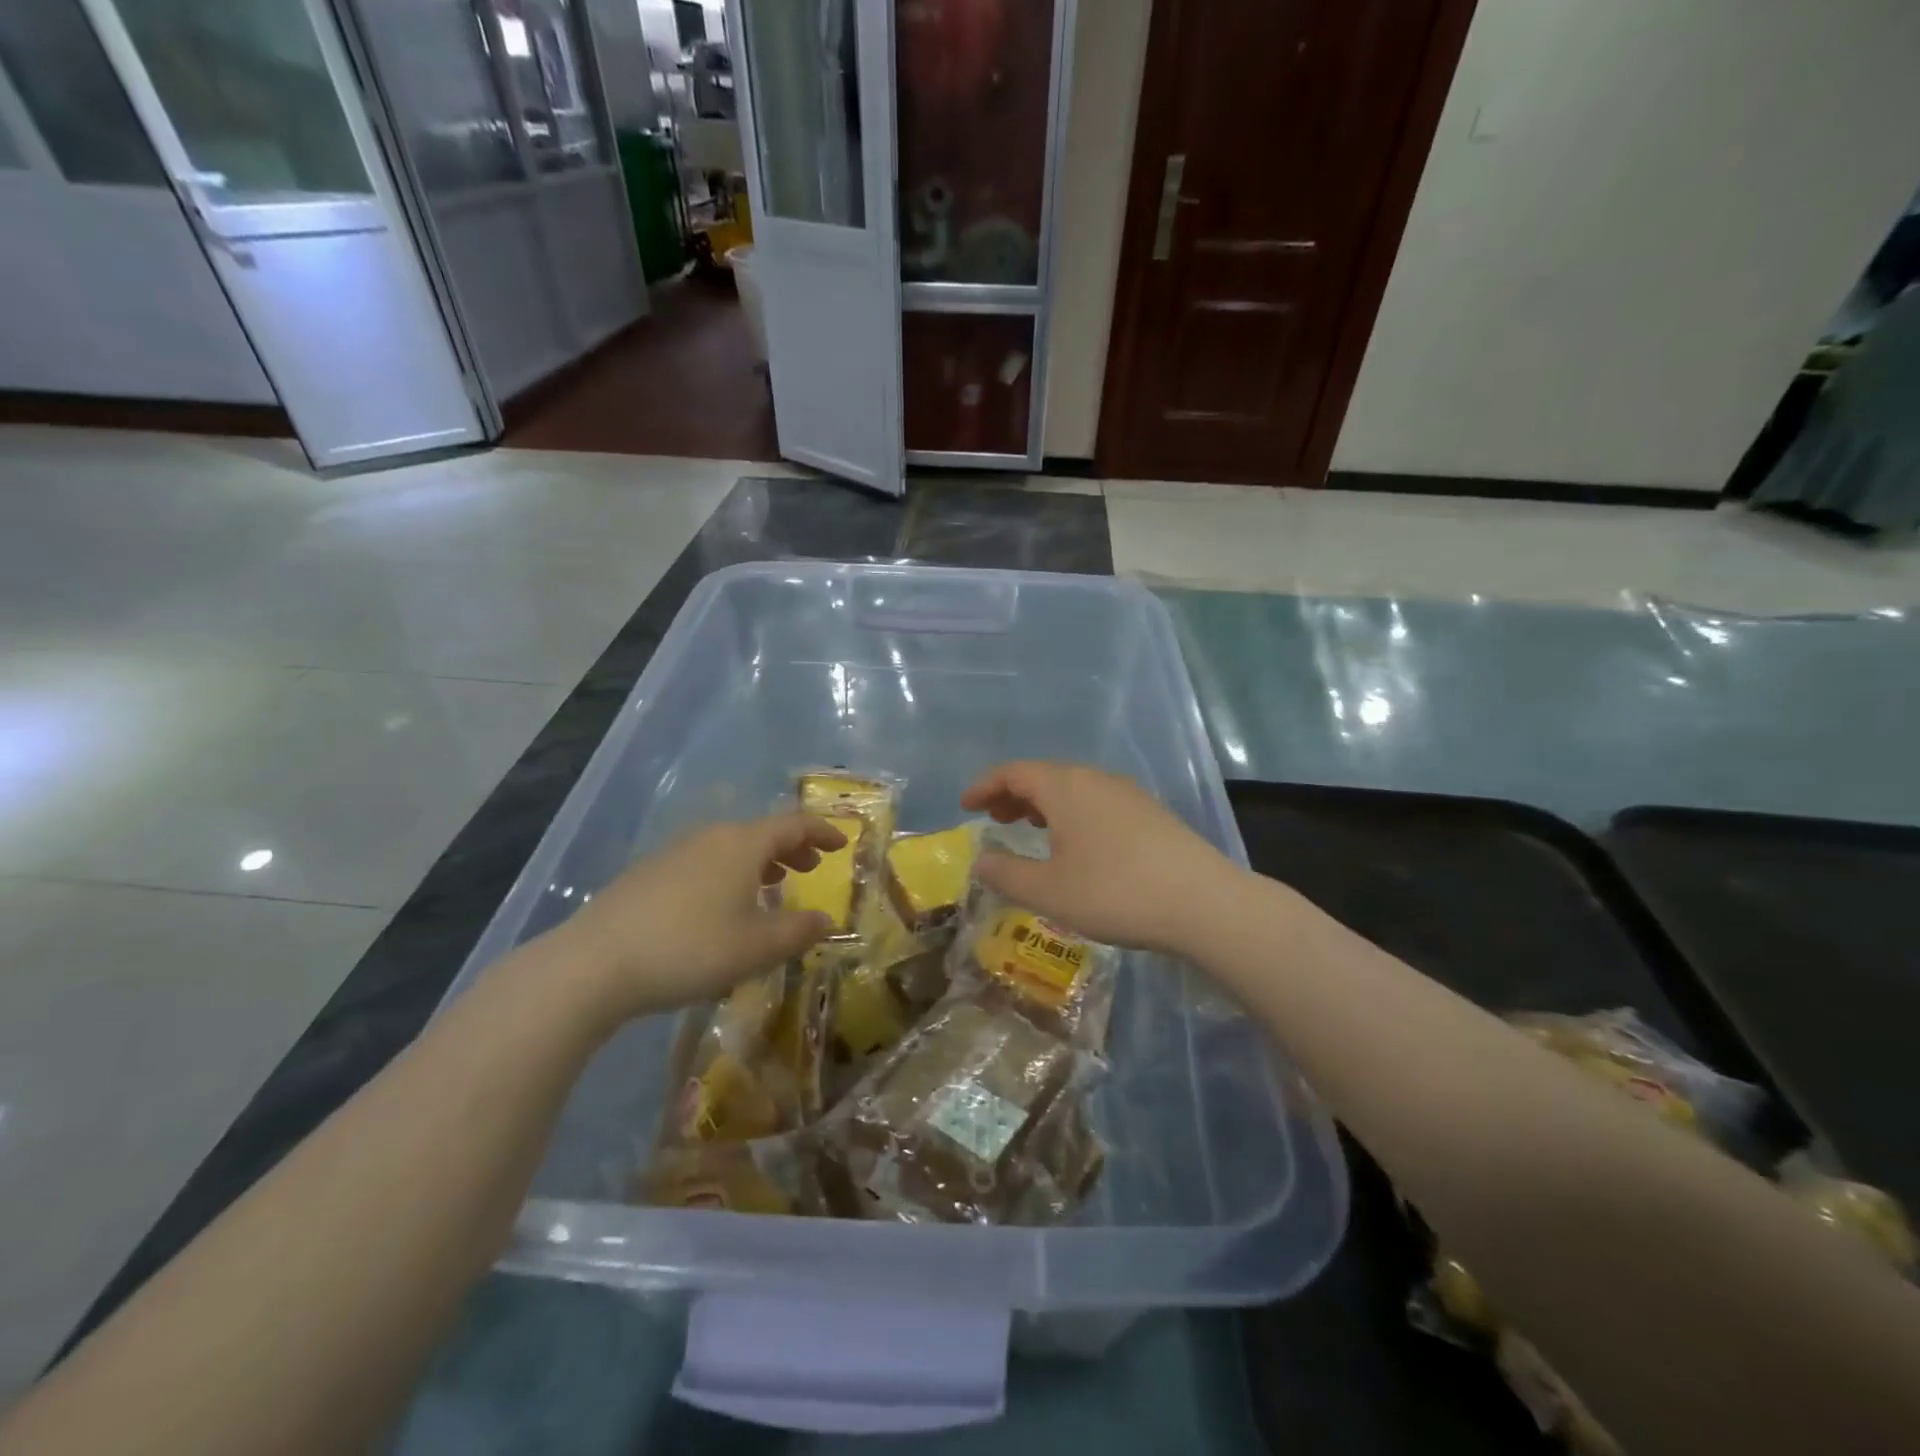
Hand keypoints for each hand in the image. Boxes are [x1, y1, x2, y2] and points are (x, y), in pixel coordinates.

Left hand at [556, 813, 845, 1021]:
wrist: (595, 963)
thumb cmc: (690, 949)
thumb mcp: (757, 948)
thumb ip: (799, 932)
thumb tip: (827, 920)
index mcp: (743, 844)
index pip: (794, 823)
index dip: (822, 831)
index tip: (842, 844)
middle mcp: (711, 837)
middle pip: (762, 831)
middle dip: (792, 847)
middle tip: (811, 866)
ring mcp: (676, 851)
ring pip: (732, 846)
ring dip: (760, 861)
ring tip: (773, 884)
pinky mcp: (650, 872)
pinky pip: (706, 860)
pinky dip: (730, 872)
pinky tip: (722, 904)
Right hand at [960, 761, 1240, 954]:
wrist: (1204, 903)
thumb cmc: (1115, 893)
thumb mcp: (1049, 891)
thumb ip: (1007, 873)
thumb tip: (980, 860)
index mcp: (1065, 788)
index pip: (1014, 772)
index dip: (985, 786)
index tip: (966, 805)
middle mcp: (1095, 779)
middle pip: (1044, 775)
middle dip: (1014, 794)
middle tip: (994, 819)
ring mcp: (1127, 794)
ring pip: (1073, 788)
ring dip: (1044, 804)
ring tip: (1030, 828)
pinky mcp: (1150, 813)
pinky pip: (1096, 801)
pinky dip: (1072, 813)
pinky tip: (1077, 843)